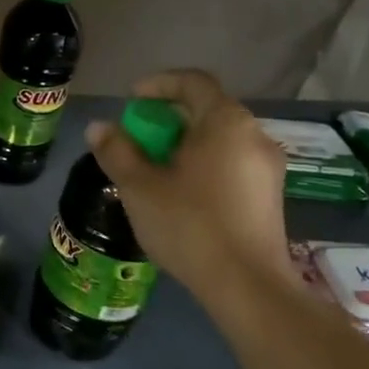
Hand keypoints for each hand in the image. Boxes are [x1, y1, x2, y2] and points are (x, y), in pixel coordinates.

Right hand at [85, 69, 292, 298]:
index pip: (193, 82)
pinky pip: (230, 164)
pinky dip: (202, 166)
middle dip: (167, 121)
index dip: (158, 84)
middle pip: (206, 111)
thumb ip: (117, 152)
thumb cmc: (190, 225)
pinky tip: (181, 197)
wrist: (247, 286)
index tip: (131, 102)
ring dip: (184, 146)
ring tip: (154, 173)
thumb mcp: (140, 187)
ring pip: (218, 141)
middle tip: (137, 142)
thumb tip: (99, 128)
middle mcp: (254, 135)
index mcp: (225, 122)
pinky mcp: (270, 196)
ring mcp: (267, 167)